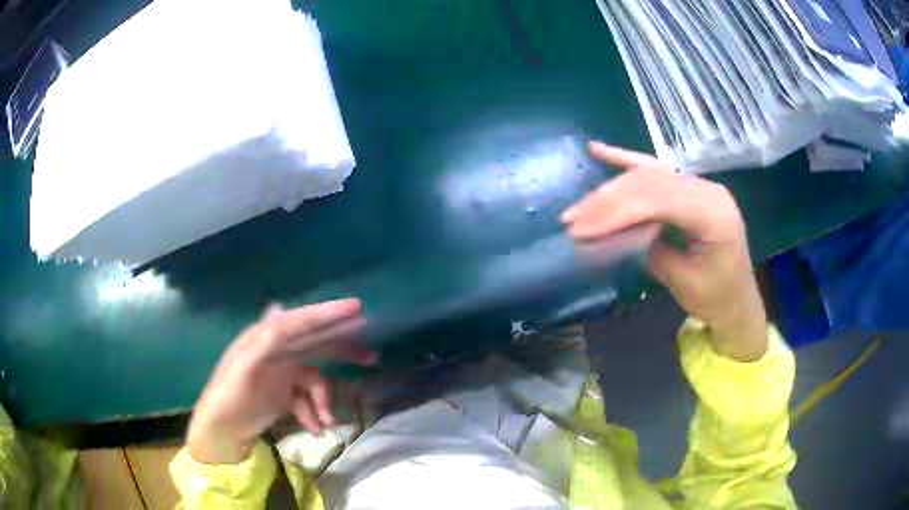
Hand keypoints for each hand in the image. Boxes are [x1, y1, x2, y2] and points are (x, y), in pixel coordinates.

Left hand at [186, 299, 374, 463]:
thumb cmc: (228, 397)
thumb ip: (263, 342)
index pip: (300, 320)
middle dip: (341, 350)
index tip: (356, 307)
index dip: (327, 313)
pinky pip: (309, 398)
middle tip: (369, 356)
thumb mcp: (242, 369)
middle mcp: (277, 350)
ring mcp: (283, 372)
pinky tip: (314, 428)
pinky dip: (314, 412)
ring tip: (328, 422)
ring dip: (324, 400)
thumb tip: (279, 309)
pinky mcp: (286, 392)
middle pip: (315, 343)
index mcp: (265, 338)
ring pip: (316, 378)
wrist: (223, 431)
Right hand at [562, 142, 767, 361]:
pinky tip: (599, 150)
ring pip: (648, 176)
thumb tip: (611, 231)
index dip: (615, 211)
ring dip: (610, 189)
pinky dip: (626, 161)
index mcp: (713, 213)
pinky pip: (656, 171)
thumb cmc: (716, 299)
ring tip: (579, 207)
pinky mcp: (689, 190)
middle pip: (649, 183)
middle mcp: (707, 189)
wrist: (739, 302)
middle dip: (607, 200)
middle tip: (572, 219)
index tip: (579, 229)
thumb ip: (650, 249)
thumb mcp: (683, 281)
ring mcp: (698, 186)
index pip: (657, 200)